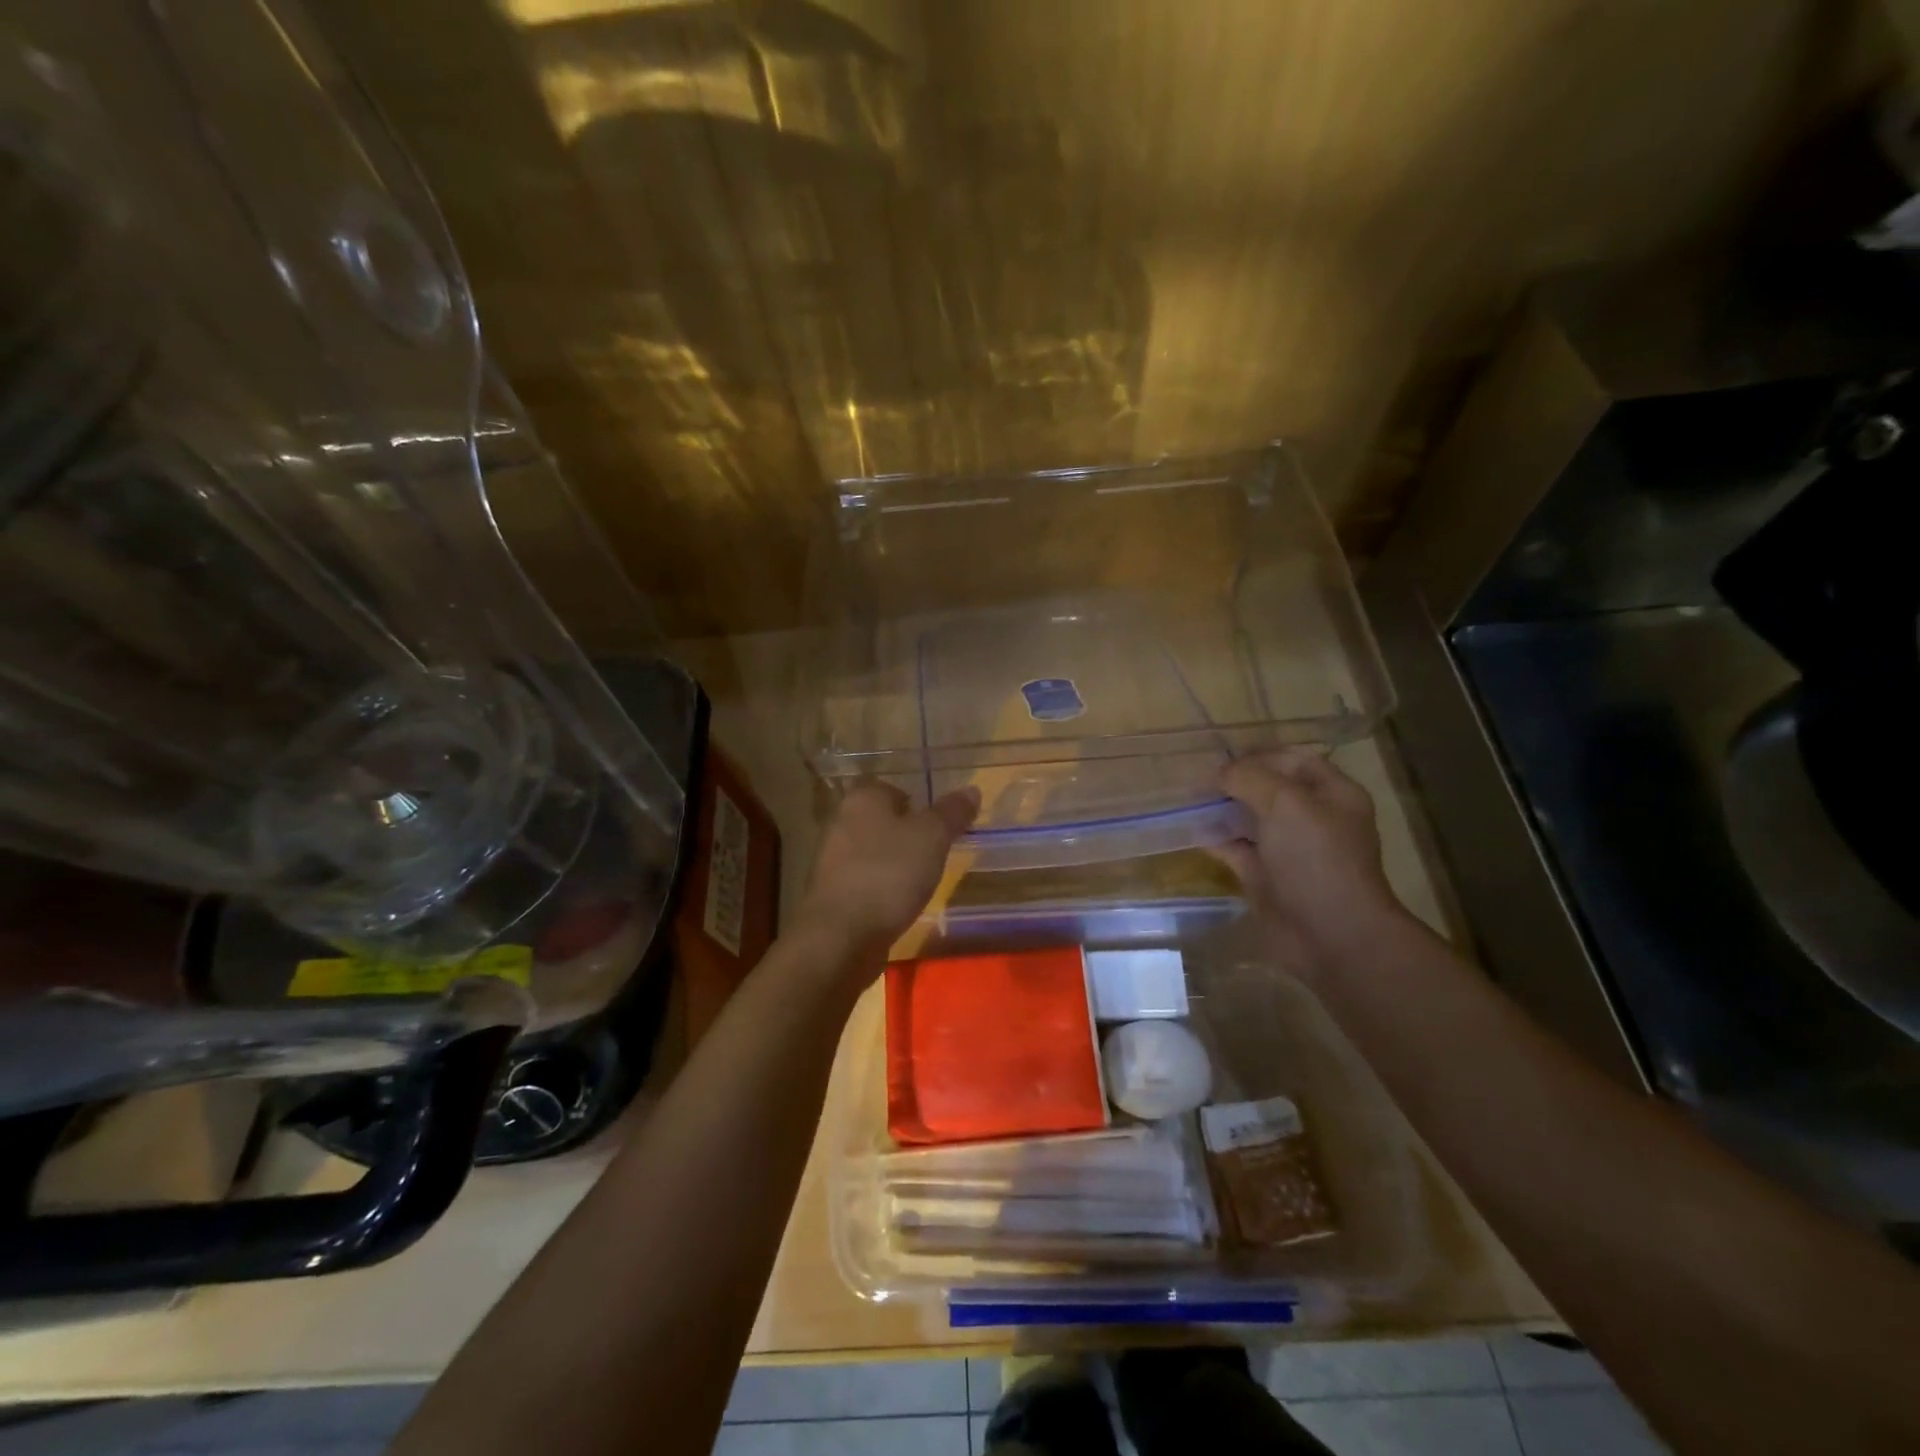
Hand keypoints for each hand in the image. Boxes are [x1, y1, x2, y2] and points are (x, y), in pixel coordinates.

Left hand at [795, 781, 979, 967]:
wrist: (842, 936)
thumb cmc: (890, 874)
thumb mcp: (933, 837)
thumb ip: (952, 812)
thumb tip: (972, 790)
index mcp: (862, 798)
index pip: (895, 790)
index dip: (921, 807)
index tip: (941, 830)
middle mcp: (841, 821)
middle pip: (884, 821)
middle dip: (909, 837)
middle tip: (936, 856)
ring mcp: (831, 859)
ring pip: (873, 852)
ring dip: (895, 865)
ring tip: (920, 883)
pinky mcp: (830, 892)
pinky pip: (864, 881)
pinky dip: (881, 889)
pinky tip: (897, 905)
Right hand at [1215, 748, 1406, 976]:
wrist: (1331, 935)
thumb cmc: (1315, 859)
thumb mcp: (1285, 803)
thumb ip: (1248, 777)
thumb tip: (1218, 773)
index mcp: (1332, 794)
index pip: (1294, 759)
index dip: (1260, 755)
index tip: (1223, 759)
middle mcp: (1313, 818)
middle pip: (1269, 788)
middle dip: (1235, 782)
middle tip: (1199, 779)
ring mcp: (1289, 849)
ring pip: (1250, 819)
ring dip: (1222, 809)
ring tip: (1188, 801)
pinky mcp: (1268, 877)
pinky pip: (1237, 849)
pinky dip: (1216, 840)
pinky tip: (1193, 831)